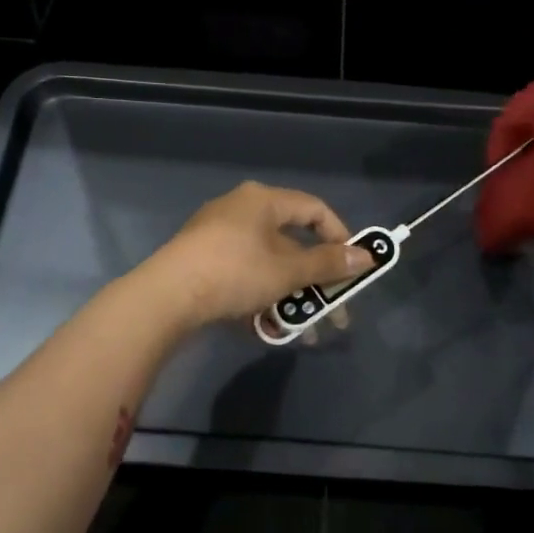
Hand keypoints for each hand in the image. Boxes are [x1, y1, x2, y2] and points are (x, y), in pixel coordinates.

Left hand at [139, 182, 375, 331]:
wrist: (166, 297)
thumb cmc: (235, 272)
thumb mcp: (287, 271)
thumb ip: (327, 264)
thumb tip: (367, 257)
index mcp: (263, 200)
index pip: (314, 209)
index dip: (339, 236)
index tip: (352, 267)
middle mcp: (241, 209)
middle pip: (291, 243)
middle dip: (315, 281)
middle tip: (333, 311)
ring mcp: (217, 235)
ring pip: (267, 264)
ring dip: (290, 296)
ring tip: (303, 332)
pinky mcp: (202, 261)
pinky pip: (244, 274)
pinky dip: (261, 296)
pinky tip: (267, 327)